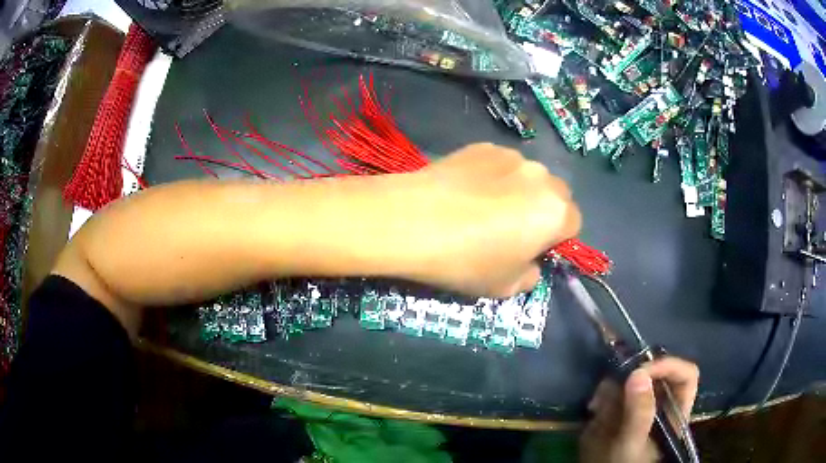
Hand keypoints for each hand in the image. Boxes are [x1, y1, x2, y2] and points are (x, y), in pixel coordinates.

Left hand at [396, 143, 580, 297]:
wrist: (413, 221)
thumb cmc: (467, 261)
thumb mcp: (505, 287)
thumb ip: (530, 277)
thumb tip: (530, 265)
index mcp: (557, 211)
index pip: (574, 224)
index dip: (555, 240)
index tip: (530, 250)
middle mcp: (541, 177)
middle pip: (554, 196)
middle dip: (541, 211)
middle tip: (509, 229)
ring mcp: (511, 155)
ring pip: (527, 177)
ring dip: (517, 190)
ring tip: (481, 208)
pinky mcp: (481, 146)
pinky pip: (499, 164)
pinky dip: (491, 177)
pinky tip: (463, 191)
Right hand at [579, 357, 699, 462]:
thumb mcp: (633, 444)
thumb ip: (639, 413)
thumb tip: (639, 373)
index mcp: (675, 412)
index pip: (686, 376)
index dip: (669, 366)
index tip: (641, 371)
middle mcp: (661, 404)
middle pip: (658, 373)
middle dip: (636, 373)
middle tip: (617, 379)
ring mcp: (640, 406)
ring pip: (635, 379)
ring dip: (616, 384)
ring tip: (599, 402)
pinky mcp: (621, 410)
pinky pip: (616, 390)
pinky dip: (604, 394)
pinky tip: (593, 408)